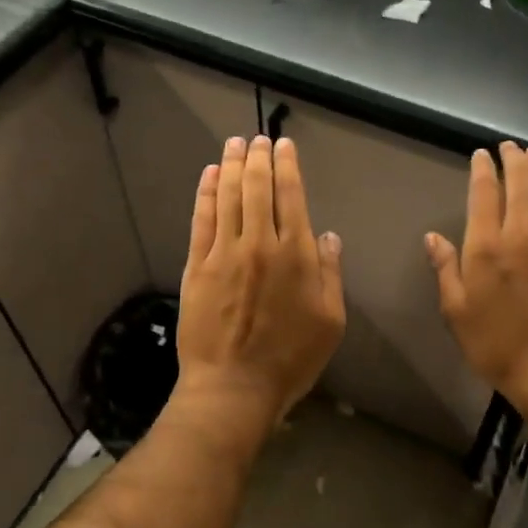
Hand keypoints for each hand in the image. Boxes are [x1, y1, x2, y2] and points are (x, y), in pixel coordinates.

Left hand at [176, 135, 345, 430]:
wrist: (233, 388)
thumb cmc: (290, 360)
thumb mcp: (330, 321)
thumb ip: (330, 274)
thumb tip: (327, 235)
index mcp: (296, 255)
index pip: (291, 196)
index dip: (288, 166)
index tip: (284, 146)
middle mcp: (260, 243)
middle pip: (258, 188)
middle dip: (258, 157)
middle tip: (258, 138)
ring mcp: (224, 252)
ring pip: (228, 196)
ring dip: (231, 165)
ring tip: (234, 144)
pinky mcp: (197, 266)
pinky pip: (202, 219)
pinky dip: (206, 193)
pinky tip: (209, 175)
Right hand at [426, 143, 527, 417]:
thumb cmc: (497, 345)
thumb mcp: (457, 312)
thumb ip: (446, 270)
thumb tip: (432, 238)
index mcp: (486, 247)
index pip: (484, 194)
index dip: (483, 170)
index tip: (481, 155)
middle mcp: (520, 234)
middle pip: (520, 183)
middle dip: (513, 160)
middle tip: (508, 146)